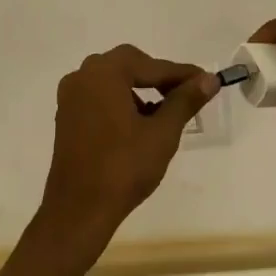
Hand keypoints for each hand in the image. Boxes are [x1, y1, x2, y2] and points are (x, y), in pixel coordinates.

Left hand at [37, 45, 217, 250]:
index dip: (182, 74)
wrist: (78, 210)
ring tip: (165, 111)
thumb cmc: (123, 168)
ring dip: (140, 89)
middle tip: (186, 93)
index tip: (207, 81)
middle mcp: (83, 75)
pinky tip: (139, 123)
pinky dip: (121, 101)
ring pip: (113, 80)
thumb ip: (185, 100)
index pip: (152, 66)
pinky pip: (99, 96)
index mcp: (105, 73)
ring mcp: (70, 96)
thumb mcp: (162, 133)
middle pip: (129, 65)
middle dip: (158, 77)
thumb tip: (209, 79)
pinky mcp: (66, 115)